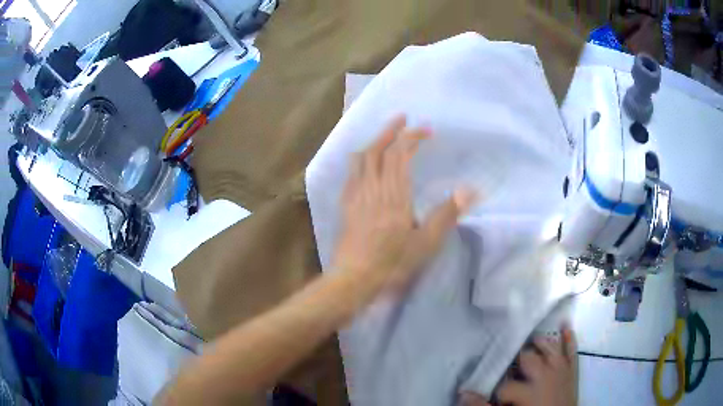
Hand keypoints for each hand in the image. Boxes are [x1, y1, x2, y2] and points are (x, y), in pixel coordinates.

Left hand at [332, 115, 474, 291]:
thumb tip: (471, 190)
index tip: (426, 130)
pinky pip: (351, 173)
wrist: (355, 278)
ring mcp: (355, 195)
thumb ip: (448, 214)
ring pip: (361, 158)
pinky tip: (366, 165)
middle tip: (402, 119)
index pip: (400, 153)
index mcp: (394, 194)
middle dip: (390, 131)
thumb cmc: (393, 262)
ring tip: (384, 136)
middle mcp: (372, 187)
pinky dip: (361, 160)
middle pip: (377, 149)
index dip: (412, 137)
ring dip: (374, 142)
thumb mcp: (426, 242)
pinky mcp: (346, 205)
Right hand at [497, 326, 577, 405]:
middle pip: (528, 359)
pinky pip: (572, 352)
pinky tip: (566, 325)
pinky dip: (570, 339)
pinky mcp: (572, 372)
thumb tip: (464, 393)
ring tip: (532, 340)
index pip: (504, 384)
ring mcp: (561, 371)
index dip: (496, 386)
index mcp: (527, 391)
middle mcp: (545, 376)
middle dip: (517, 358)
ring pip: (551, 349)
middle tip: (509, 361)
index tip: (491, 388)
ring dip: (541, 343)